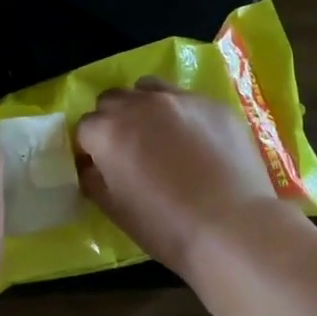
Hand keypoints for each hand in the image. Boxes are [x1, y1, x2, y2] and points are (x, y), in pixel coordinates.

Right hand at [75, 79, 294, 276]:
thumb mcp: (115, 210)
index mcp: (108, 131)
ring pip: (148, 89)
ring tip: (159, 135)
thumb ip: (94, 180)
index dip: (90, 148)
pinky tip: (197, 142)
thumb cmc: (166, 225)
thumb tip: (91, 167)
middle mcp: (139, 104)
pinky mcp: (213, 103)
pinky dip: (181, 114)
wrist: (232, 226)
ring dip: (144, 106)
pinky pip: (186, 99)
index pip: (84, 127)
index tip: (101, 167)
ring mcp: (179, 99)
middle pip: (112, 100)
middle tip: (128, 150)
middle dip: (113, 121)